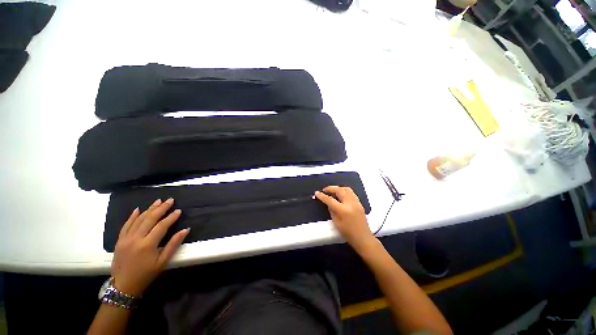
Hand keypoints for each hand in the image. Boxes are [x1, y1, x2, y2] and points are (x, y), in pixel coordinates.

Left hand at [111, 198, 189, 295]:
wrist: (123, 286)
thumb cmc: (146, 274)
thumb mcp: (163, 262)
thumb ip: (173, 244)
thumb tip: (185, 230)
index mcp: (148, 245)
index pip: (162, 226)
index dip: (171, 217)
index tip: (179, 210)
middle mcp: (136, 239)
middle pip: (150, 219)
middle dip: (161, 208)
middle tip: (170, 200)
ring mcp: (126, 239)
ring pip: (138, 219)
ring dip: (149, 209)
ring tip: (158, 201)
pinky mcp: (119, 240)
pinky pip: (126, 225)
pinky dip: (132, 216)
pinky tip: (137, 209)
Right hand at [315, 186, 375, 250]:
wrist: (363, 238)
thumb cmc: (348, 233)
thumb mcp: (336, 222)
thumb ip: (331, 210)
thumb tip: (328, 203)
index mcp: (343, 210)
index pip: (330, 200)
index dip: (322, 196)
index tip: (317, 193)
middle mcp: (350, 203)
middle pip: (339, 190)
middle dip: (330, 188)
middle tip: (324, 190)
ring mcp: (356, 202)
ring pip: (346, 189)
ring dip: (338, 188)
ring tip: (332, 191)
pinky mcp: (359, 203)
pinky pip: (351, 193)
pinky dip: (344, 191)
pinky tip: (341, 194)